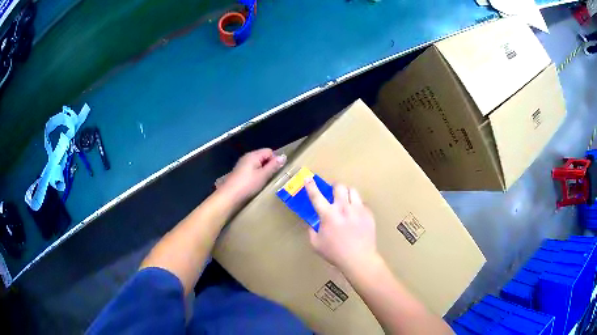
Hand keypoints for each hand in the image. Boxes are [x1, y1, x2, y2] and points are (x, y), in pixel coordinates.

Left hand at [219, 148, 285, 202]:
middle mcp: (247, 157)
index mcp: (253, 155)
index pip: (269, 151)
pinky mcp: (239, 173)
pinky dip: (256, 175)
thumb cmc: (248, 185)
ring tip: (264, 181)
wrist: (229, 196)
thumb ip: (273, 166)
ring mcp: (242, 165)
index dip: (275, 160)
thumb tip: (283, 157)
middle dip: (269, 165)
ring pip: (257, 164)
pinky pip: (252, 170)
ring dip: (262, 171)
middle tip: (271, 177)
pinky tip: (256, 184)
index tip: (276, 171)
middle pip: (263, 157)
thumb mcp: (263, 175)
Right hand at [304, 178, 378, 271]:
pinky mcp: (369, 214)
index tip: (308, 178)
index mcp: (328, 215)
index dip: (311, 185)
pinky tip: (356, 215)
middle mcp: (343, 208)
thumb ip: (311, 231)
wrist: (359, 259)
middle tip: (333, 193)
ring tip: (346, 201)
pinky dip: (357, 206)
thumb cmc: (335, 253)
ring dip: (347, 193)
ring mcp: (358, 210)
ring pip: (352, 191)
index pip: (316, 196)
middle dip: (334, 187)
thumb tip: (312, 223)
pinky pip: (362, 203)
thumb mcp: (316, 244)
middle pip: (339, 186)